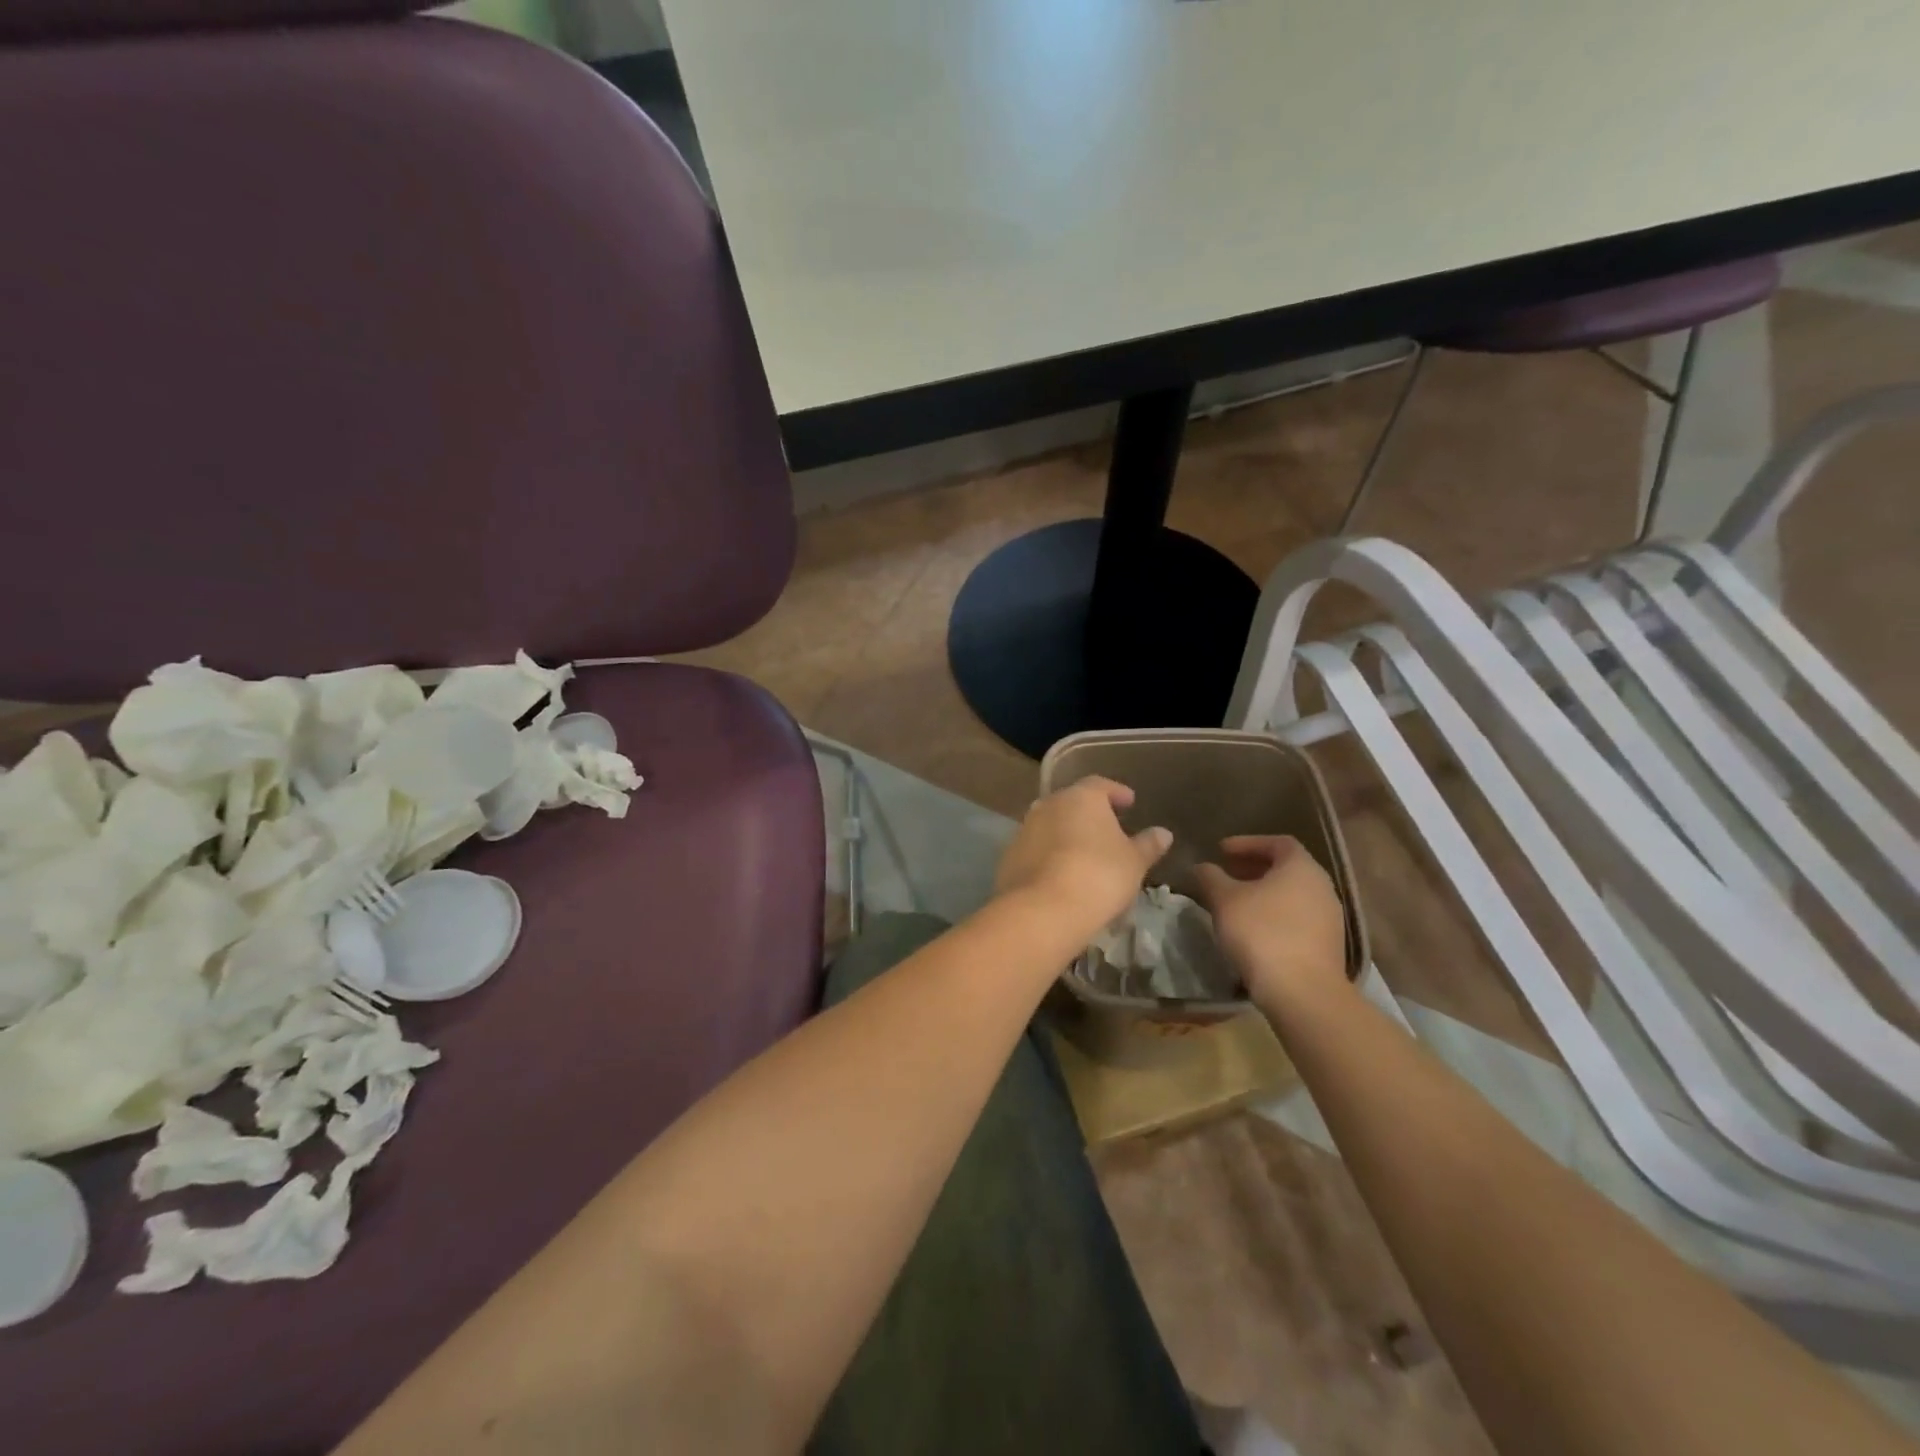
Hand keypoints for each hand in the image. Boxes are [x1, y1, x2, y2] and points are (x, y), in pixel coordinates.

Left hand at [995, 778, 1171, 937]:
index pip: (1100, 785)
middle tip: (1108, 829)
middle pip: (1072, 802)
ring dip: (1067, 834)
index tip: (1129, 802)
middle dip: (1089, 814)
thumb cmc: (1099, 876)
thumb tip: (1163, 833)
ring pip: (1051, 824)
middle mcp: (1049, 804)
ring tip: (1085, 854)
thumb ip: (1148, 845)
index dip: (1116, 792)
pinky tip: (1061, 874)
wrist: (1042, 910)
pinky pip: (1036, 849)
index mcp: (1081, 797)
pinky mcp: (1009, 856)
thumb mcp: (1134, 862)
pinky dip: (1049, 855)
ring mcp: (1025, 829)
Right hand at [1193, 836, 1348, 1010]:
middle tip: (1226, 873)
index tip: (1221, 851)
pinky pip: (1297, 917)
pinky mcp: (1327, 944)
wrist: (1302, 992)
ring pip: (1292, 894)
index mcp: (1301, 867)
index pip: (1277, 842)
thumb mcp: (1225, 900)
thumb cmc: (1261, 933)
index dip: (1247, 843)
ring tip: (1235, 903)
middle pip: (1287, 868)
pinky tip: (1253, 929)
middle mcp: (1322, 886)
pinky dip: (1275, 914)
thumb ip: (1211, 877)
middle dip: (1254, 868)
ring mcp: (1329, 917)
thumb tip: (1201, 867)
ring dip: (1264, 893)